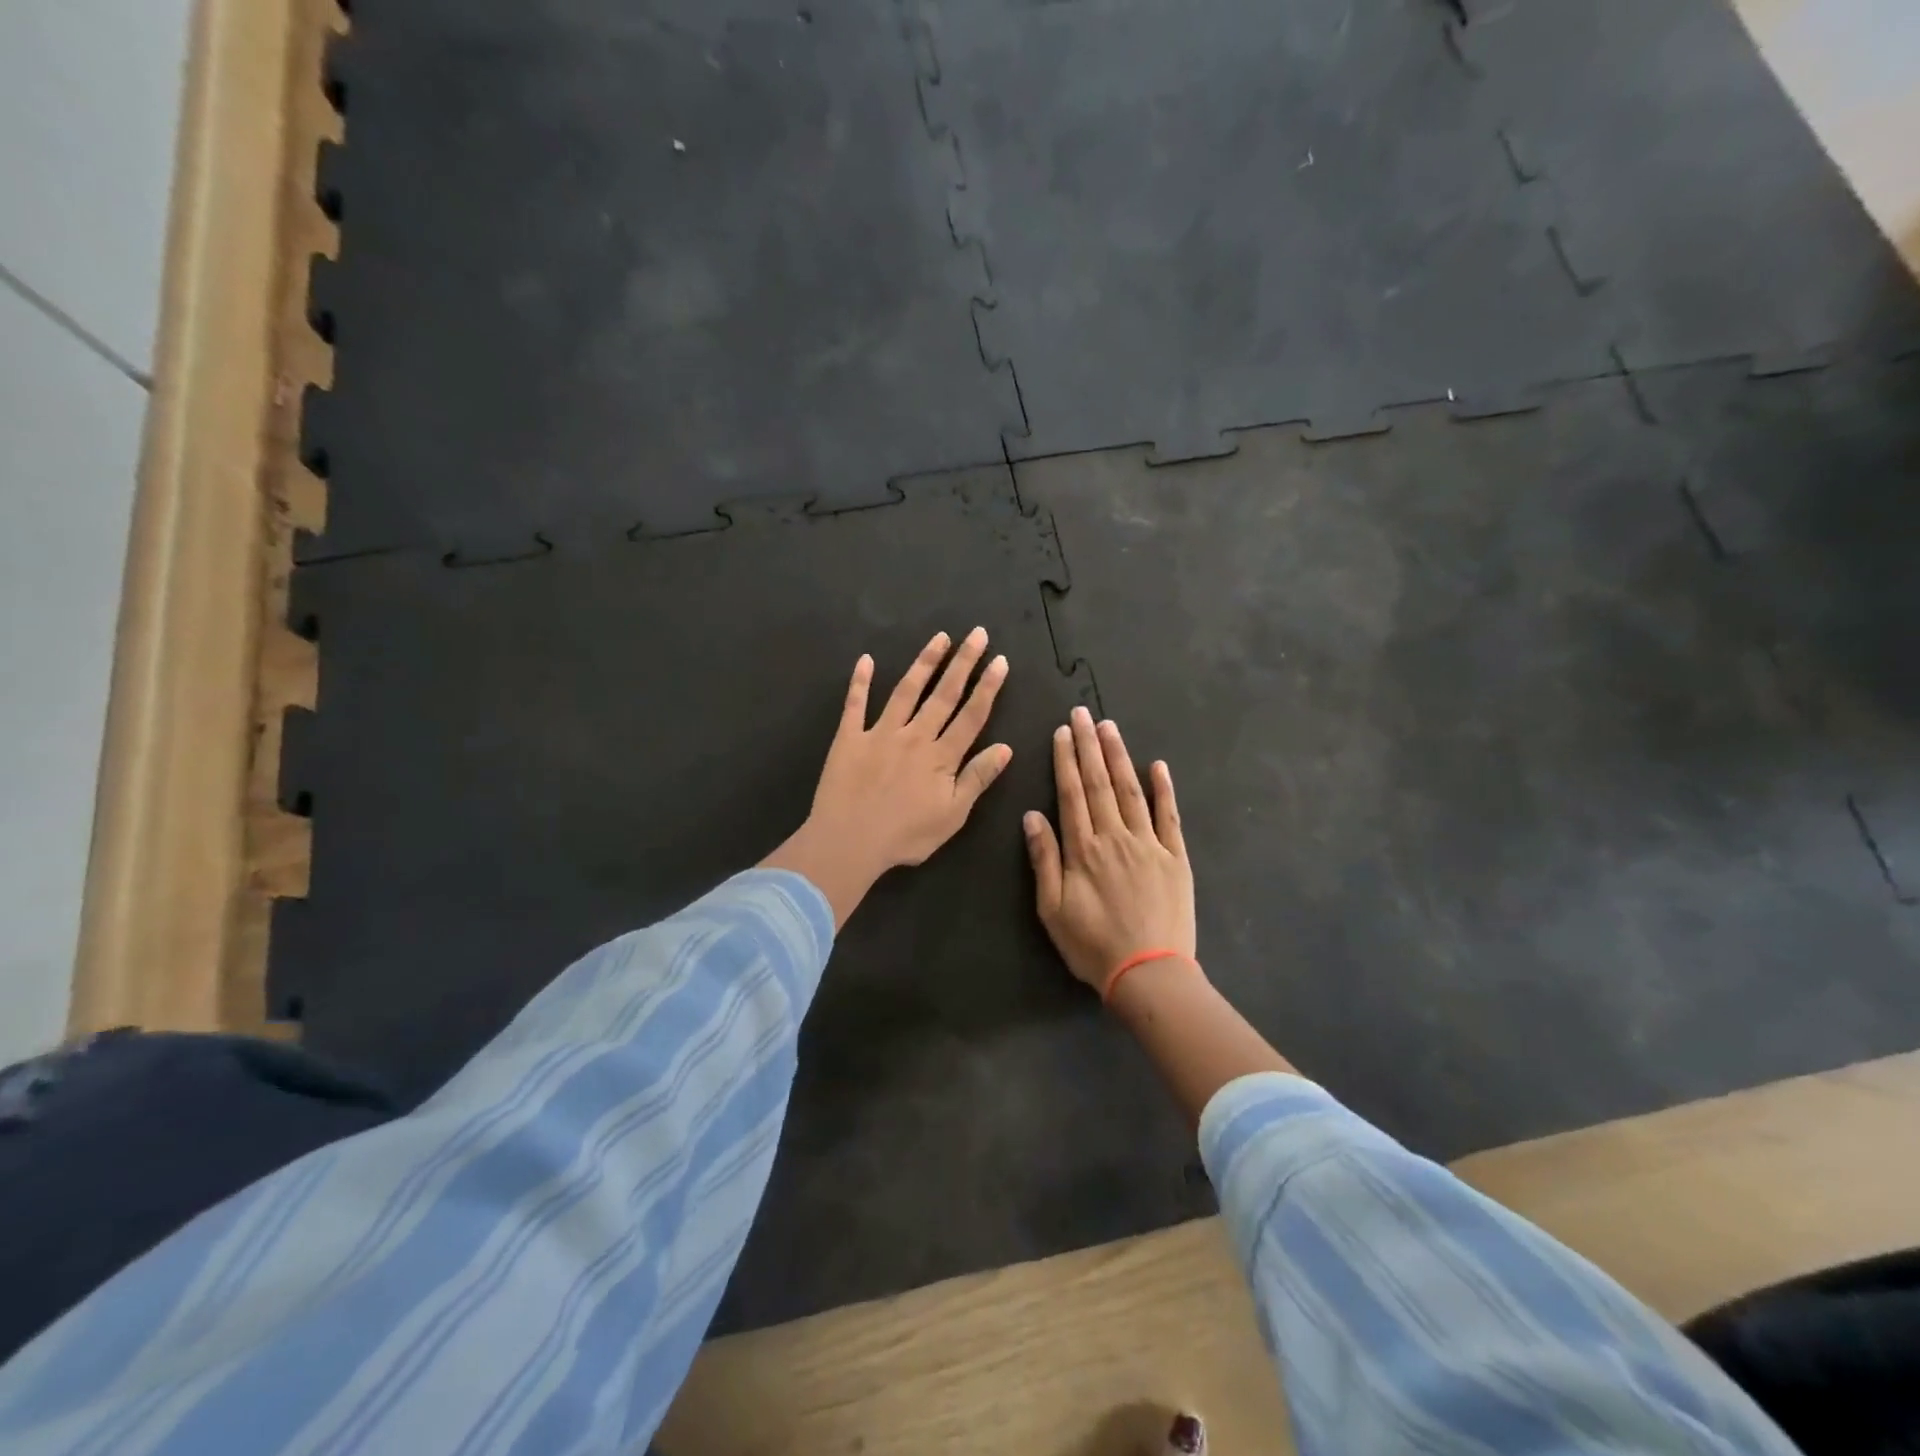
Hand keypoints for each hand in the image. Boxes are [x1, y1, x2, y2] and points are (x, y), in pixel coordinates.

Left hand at [764, 629, 1012, 925]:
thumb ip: (977, 778)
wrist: (848, 842)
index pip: (971, 715)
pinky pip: (855, 704)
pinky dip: (861, 681)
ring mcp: (880, 733)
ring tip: (939, 637)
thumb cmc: (905, 836)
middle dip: (963, 662)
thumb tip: (1005, 747)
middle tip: (977, 633)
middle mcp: (914, 736)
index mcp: (941, 756)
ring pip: (906, 691)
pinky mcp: (849, 738)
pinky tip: (866, 660)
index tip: (1000, 660)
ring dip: (924, 662)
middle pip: (944, 694)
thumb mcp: (952, 815)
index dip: (988, 687)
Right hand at [1025, 707, 1194, 991]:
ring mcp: (1149, 844)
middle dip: (1090, 746)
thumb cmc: (1093, 945)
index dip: (1066, 760)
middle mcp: (1115, 837)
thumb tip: (1032, 815)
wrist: (1149, 974)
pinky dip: (1164, 789)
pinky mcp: (1175, 857)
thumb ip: (1044, 859)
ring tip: (1110, 727)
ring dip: (1119, 757)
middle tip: (1083, 713)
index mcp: (1083, 849)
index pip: (1071, 794)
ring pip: (1131, 791)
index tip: (1062, 732)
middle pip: (1099, 784)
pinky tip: (1157, 765)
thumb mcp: (1052, 909)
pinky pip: (1169, 816)